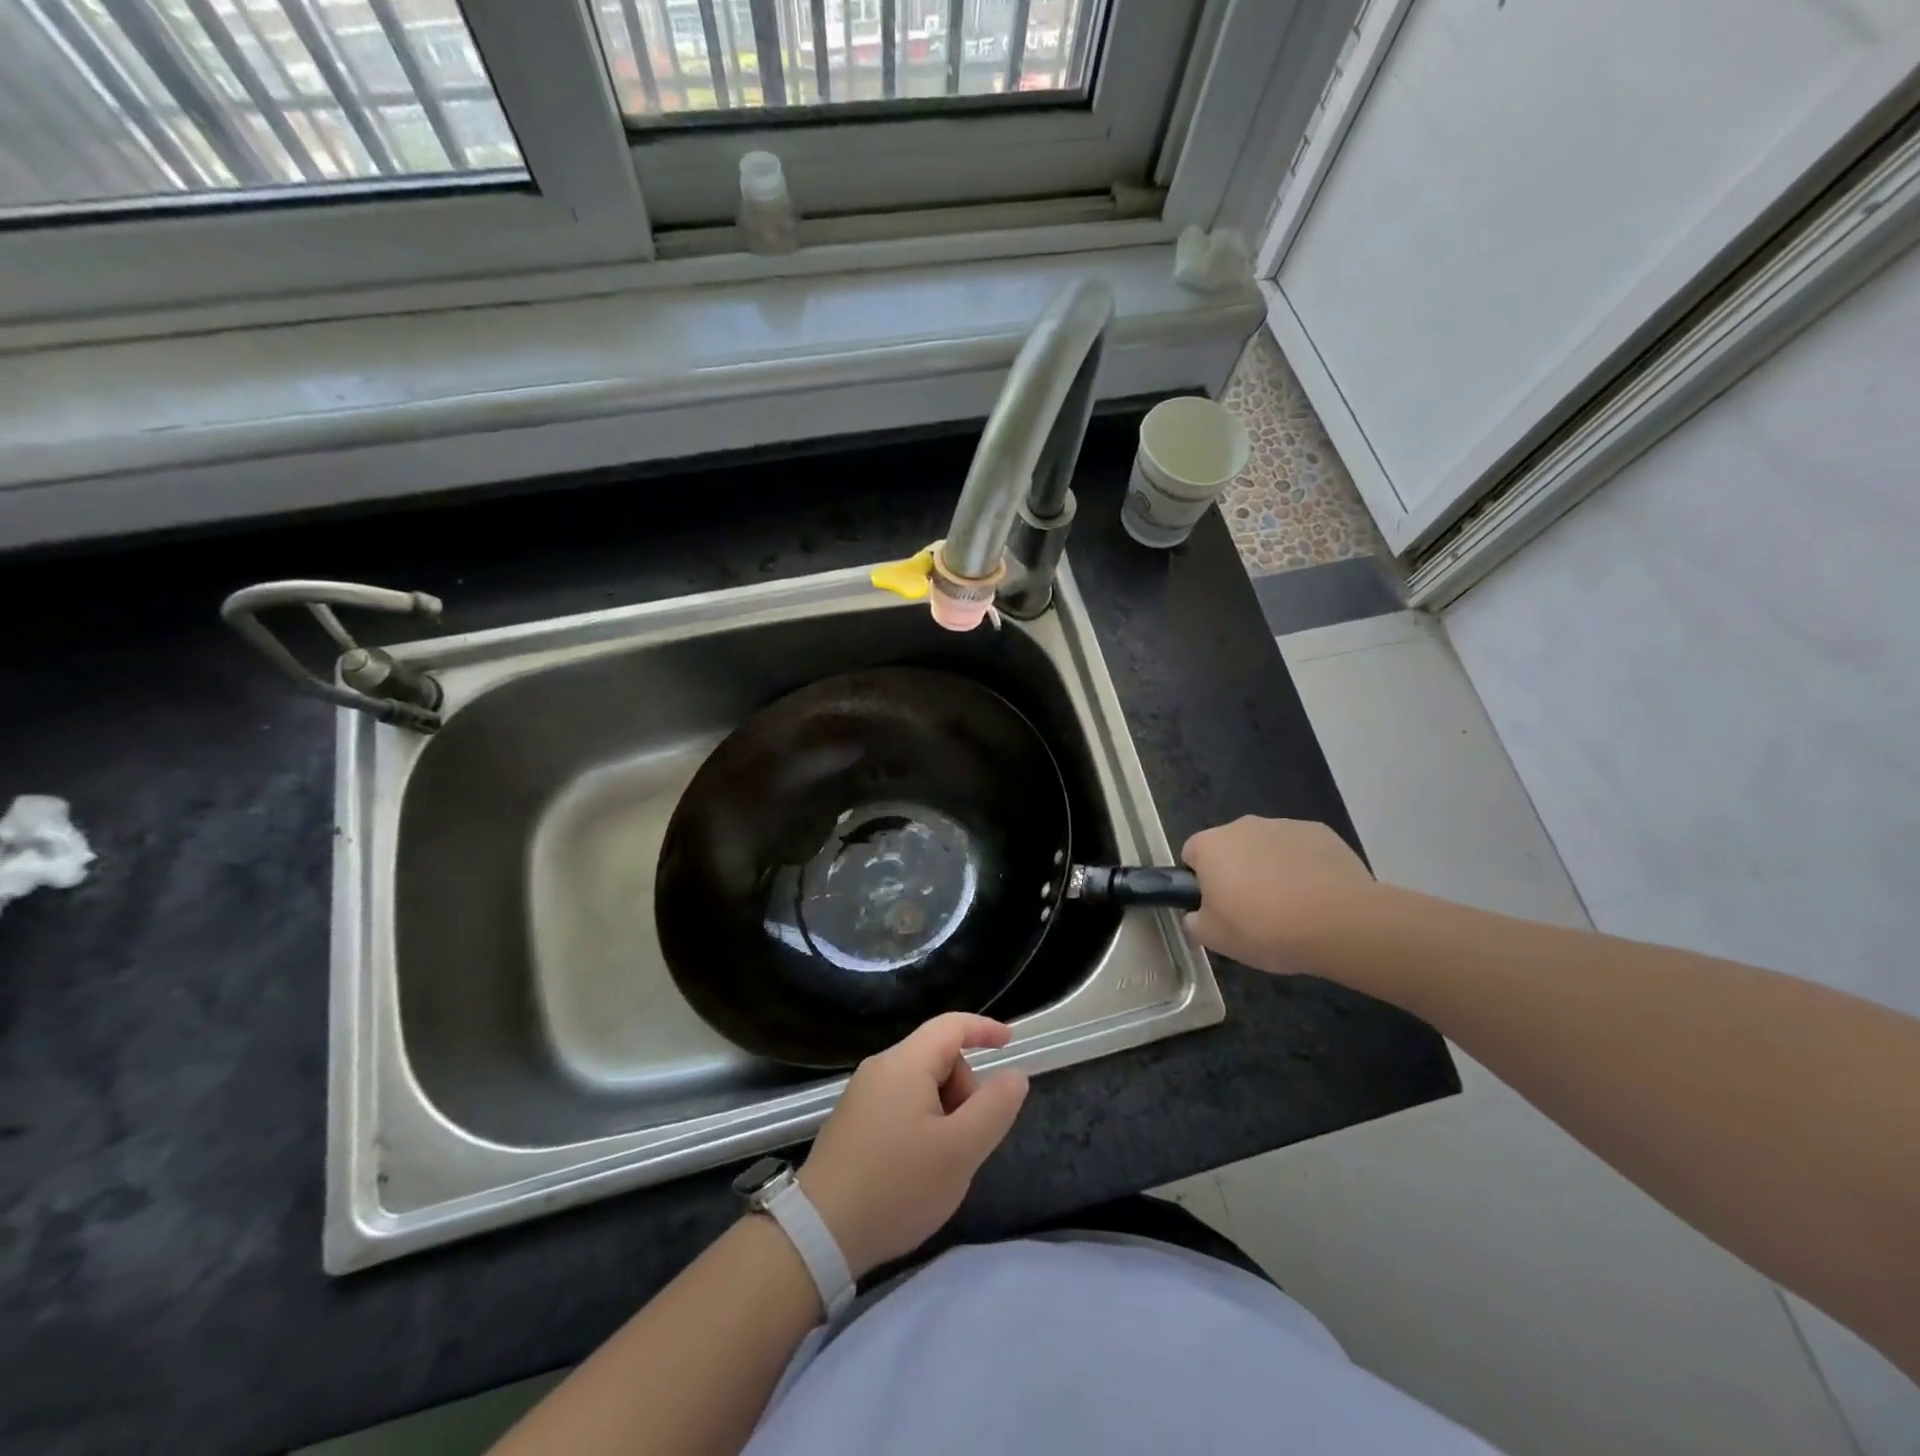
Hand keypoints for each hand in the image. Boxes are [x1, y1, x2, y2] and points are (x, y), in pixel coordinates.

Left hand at [800, 1014, 1029, 1278]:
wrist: (819, 1234)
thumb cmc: (897, 1186)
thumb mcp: (960, 1150)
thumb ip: (994, 1107)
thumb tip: (1014, 1074)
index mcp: (905, 1063)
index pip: (951, 1025)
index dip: (984, 1028)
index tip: (1011, 1042)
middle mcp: (880, 1068)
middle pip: (938, 1057)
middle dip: (963, 1089)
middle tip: (967, 1139)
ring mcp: (861, 1095)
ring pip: (920, 1085)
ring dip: (943, 1112)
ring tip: (941, 1161)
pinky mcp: (851, 1122)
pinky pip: (900, 1104)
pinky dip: (921, 1124)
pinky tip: (916, 1168)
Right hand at [1182, 816, 1375, 973]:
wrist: (1339, 923)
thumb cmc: (1264, 928)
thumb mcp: (1215, 939)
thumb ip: (1195, 921)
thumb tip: (1197, 915)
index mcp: (1211, 846)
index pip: (1192, 854)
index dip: (1200, 882)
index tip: (1216, 907)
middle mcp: (1243, 826)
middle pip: (1231, 847)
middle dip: (1237, 872)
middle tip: (1252, 911)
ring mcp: (1284, 825)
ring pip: (1267, 847)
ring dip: (1271, 869)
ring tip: (1290, 907)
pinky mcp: (1320, 833)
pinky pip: (1301, 850)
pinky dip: (1304, 868)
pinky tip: (1316, 897)